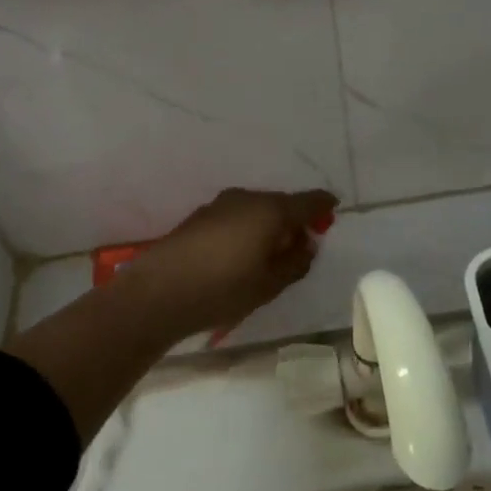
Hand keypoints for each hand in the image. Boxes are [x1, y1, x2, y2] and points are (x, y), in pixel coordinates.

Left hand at [127, 188, 337, 339]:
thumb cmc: (224, 289)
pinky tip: (240, 256)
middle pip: (280, 204)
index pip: (309, 201)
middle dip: (294, 221)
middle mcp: (246, 198)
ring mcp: (219, 205)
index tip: (332, 213)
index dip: (323, 207)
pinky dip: (246, 230)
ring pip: (256, 210)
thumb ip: (296, 262)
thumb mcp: (271, 284)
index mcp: (271, 210)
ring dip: (268, 227)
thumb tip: (306, 245)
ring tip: (269, 256)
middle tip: (301, 247)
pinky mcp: (199, 217)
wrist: (159, 292)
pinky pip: (236, 218)